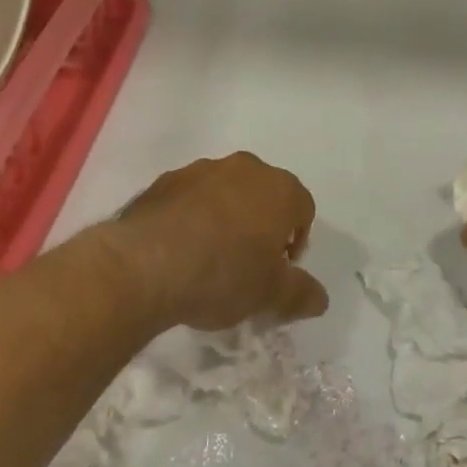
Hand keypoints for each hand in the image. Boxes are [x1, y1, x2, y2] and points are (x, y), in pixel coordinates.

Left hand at [108, 153, 328, 331]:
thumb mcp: (269, 295)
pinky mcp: (166, 179)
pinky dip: (193, 216)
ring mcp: (203, 169)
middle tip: (247, 264)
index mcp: (279, 189)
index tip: (277, 271)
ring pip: (227, 192)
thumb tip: (321, 298)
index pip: (303, 210)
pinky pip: (191, 197)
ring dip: (226, 217)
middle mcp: (246, 168)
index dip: (295, 242)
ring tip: (209, 257)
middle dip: (261, 225)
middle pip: (265, 195)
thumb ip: (300, 293)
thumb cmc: (222, 275)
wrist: (145, 263)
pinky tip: (180, 248)